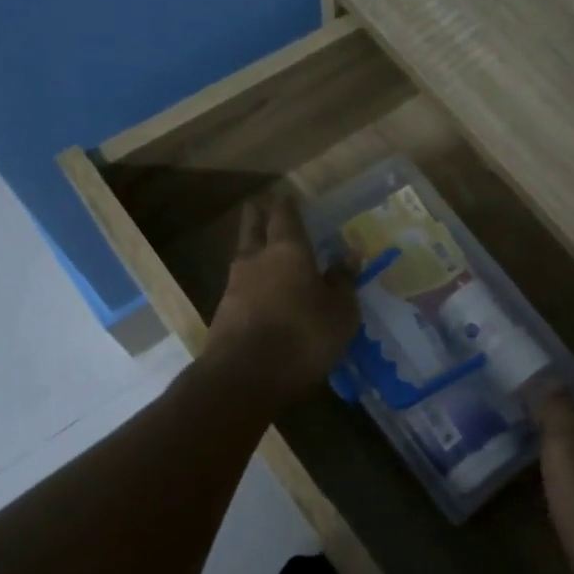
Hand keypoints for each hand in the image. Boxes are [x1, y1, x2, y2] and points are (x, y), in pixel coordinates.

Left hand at [204, 192, 359, 403]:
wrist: (244, 378)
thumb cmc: (303, 336)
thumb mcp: (340, 312)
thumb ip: (343, 281)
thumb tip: (350, 253)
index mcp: (288, 250)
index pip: (284, 215)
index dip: (287, 204)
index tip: (289, 196)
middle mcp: (256, 259)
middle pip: (253, 227)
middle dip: (258, 215)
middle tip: (263, 206)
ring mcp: (234, 285)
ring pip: (243, 256)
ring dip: (253, 250)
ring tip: (265, 251)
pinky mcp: (224, 313)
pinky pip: (240, 286)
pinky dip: (251, 282)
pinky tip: (260, 292)